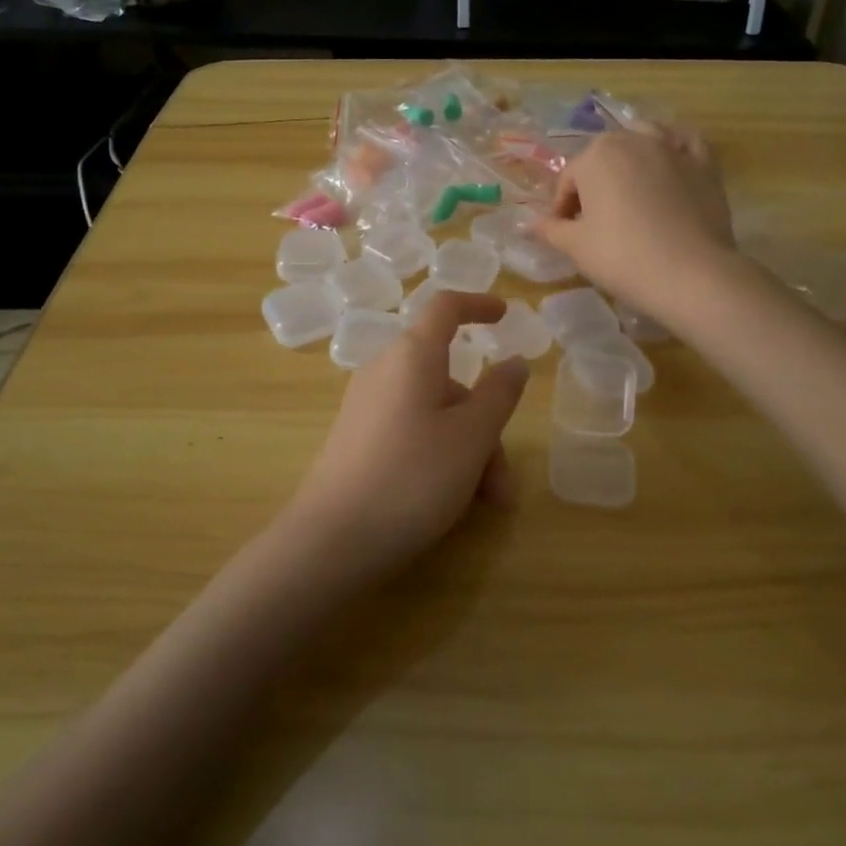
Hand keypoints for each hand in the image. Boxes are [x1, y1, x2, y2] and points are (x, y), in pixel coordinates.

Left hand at [283, 292, 528, 580]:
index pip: (446, 308)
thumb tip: (514, 361)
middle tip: (503, 480)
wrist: (331, 540)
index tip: (506, 316)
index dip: (478, 305)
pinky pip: (411, 432)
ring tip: (486, 504)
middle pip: (450, 380)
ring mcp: (367, 406)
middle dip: (485, 424)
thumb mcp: (471, 436)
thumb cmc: (412, 477)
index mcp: (412, 356)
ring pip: (435, 413)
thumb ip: (499, 394)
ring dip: (469, 450)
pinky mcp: (358, 439)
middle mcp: (385, 371)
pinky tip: (452, 502)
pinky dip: (441, 456)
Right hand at [532, 125, 734, 319]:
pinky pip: (685, 144)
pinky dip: (674, 149)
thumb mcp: (576, 247)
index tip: (565, 234)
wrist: (690, 274)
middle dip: (594, 183)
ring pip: (644, 138)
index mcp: (596, 155)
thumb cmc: (622, 257)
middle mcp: (633, 139)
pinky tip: (670, 166)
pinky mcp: (705, 164)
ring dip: (631, 156)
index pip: (568, 180)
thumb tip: (530, 224)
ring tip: (629, 188)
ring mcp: (673, 148)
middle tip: (595, 220)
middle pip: (603, 157)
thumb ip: (550, 229)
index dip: (561, 208)